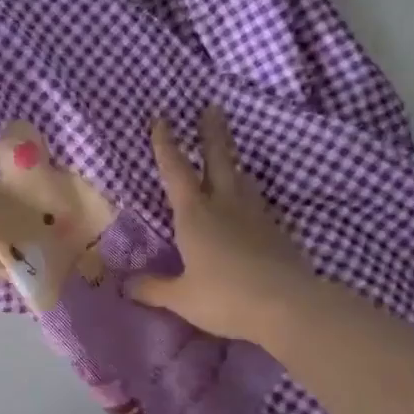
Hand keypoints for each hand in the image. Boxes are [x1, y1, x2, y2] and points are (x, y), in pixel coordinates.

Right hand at [129, 106, 310, 342]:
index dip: (166, 145)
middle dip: (211, 133)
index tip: (162, 118)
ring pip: (242, 178)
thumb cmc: (225, 297)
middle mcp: (225, 205)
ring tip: (229, 154)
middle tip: (211, 108)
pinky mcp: (276, 231)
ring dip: (233, 162)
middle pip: (219, 159)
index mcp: (195, 215)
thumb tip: (125, 285)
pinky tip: (249, 202)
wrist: (288, 305)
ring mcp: (255, 215)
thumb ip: (152, 288)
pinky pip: (258, 202)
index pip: (176, 171)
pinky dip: (249, 193)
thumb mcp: (181, 297)